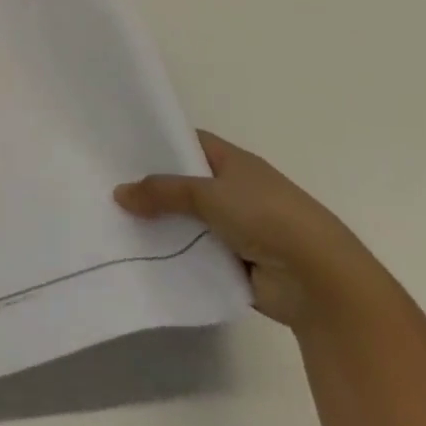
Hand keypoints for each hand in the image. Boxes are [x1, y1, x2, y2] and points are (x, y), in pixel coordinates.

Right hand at [114, 131, 387, 330]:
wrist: (320, 283)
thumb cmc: (268, 218)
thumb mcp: (208, 194)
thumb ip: (161, 191)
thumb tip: (119, 193)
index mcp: (235, 163)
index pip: (189, 143)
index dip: (157, 142)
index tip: (119, 147)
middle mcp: (234, 191)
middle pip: (182, 183)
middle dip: (149, 186)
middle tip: (105, 185)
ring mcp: (234, 228)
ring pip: (184, 220)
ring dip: (158, 223)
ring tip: (111, 219)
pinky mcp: (231, 262)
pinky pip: (192, 252)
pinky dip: (171, 253)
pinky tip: (136, 251)